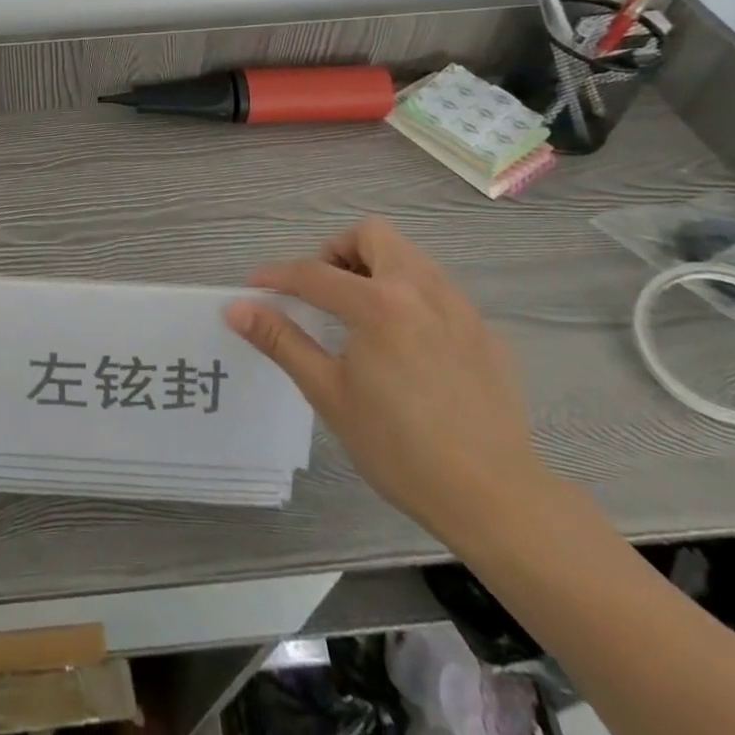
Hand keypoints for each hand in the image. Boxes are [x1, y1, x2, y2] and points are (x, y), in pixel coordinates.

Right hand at [224, 219, 548, 549]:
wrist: (497, 500)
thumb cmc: (400, 448)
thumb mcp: (329, 393)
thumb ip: (282, 340)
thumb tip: (237, 308)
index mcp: (378, 304)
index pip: (313, 272)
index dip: (277, 276)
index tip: (255, 288)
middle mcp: (421, 290)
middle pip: (372, 235)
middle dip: (337, 251)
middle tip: (321, 290)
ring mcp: (460, 309)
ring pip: (409, 257)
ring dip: (376, 268)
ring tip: (360, 314)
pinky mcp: (485, 333)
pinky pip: (439, 291)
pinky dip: (410, 297)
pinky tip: (406, 345)